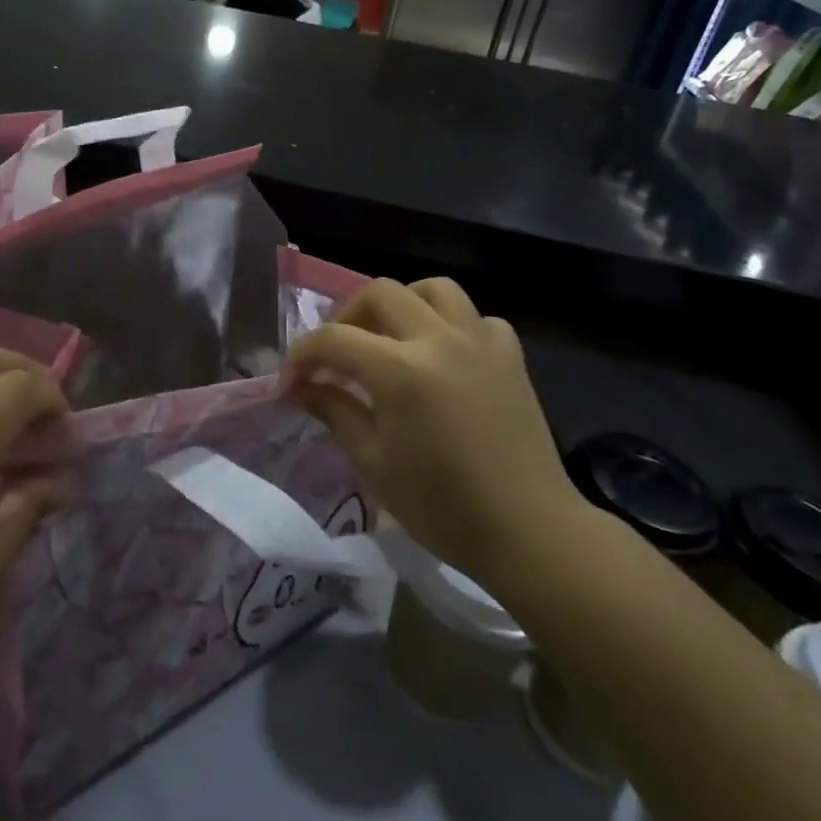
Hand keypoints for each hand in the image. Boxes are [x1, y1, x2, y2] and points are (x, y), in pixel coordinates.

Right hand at [284, 279, 586, 595]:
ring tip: (391, 338)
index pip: (334, 340)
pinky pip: (476, 318)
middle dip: (347, 316)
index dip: (302, 356)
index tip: (291, 382)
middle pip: (380, 293)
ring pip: (434, 289)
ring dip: (403, 304)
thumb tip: (300, 387)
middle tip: (338, 354)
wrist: (529, 531)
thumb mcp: (374, 462)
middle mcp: (439, 340)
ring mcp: (480, 341)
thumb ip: (334, 411)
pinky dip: (453, 326)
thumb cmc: (443, 507)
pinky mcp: (510, 355)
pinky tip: (445, 356)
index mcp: (400, 370)